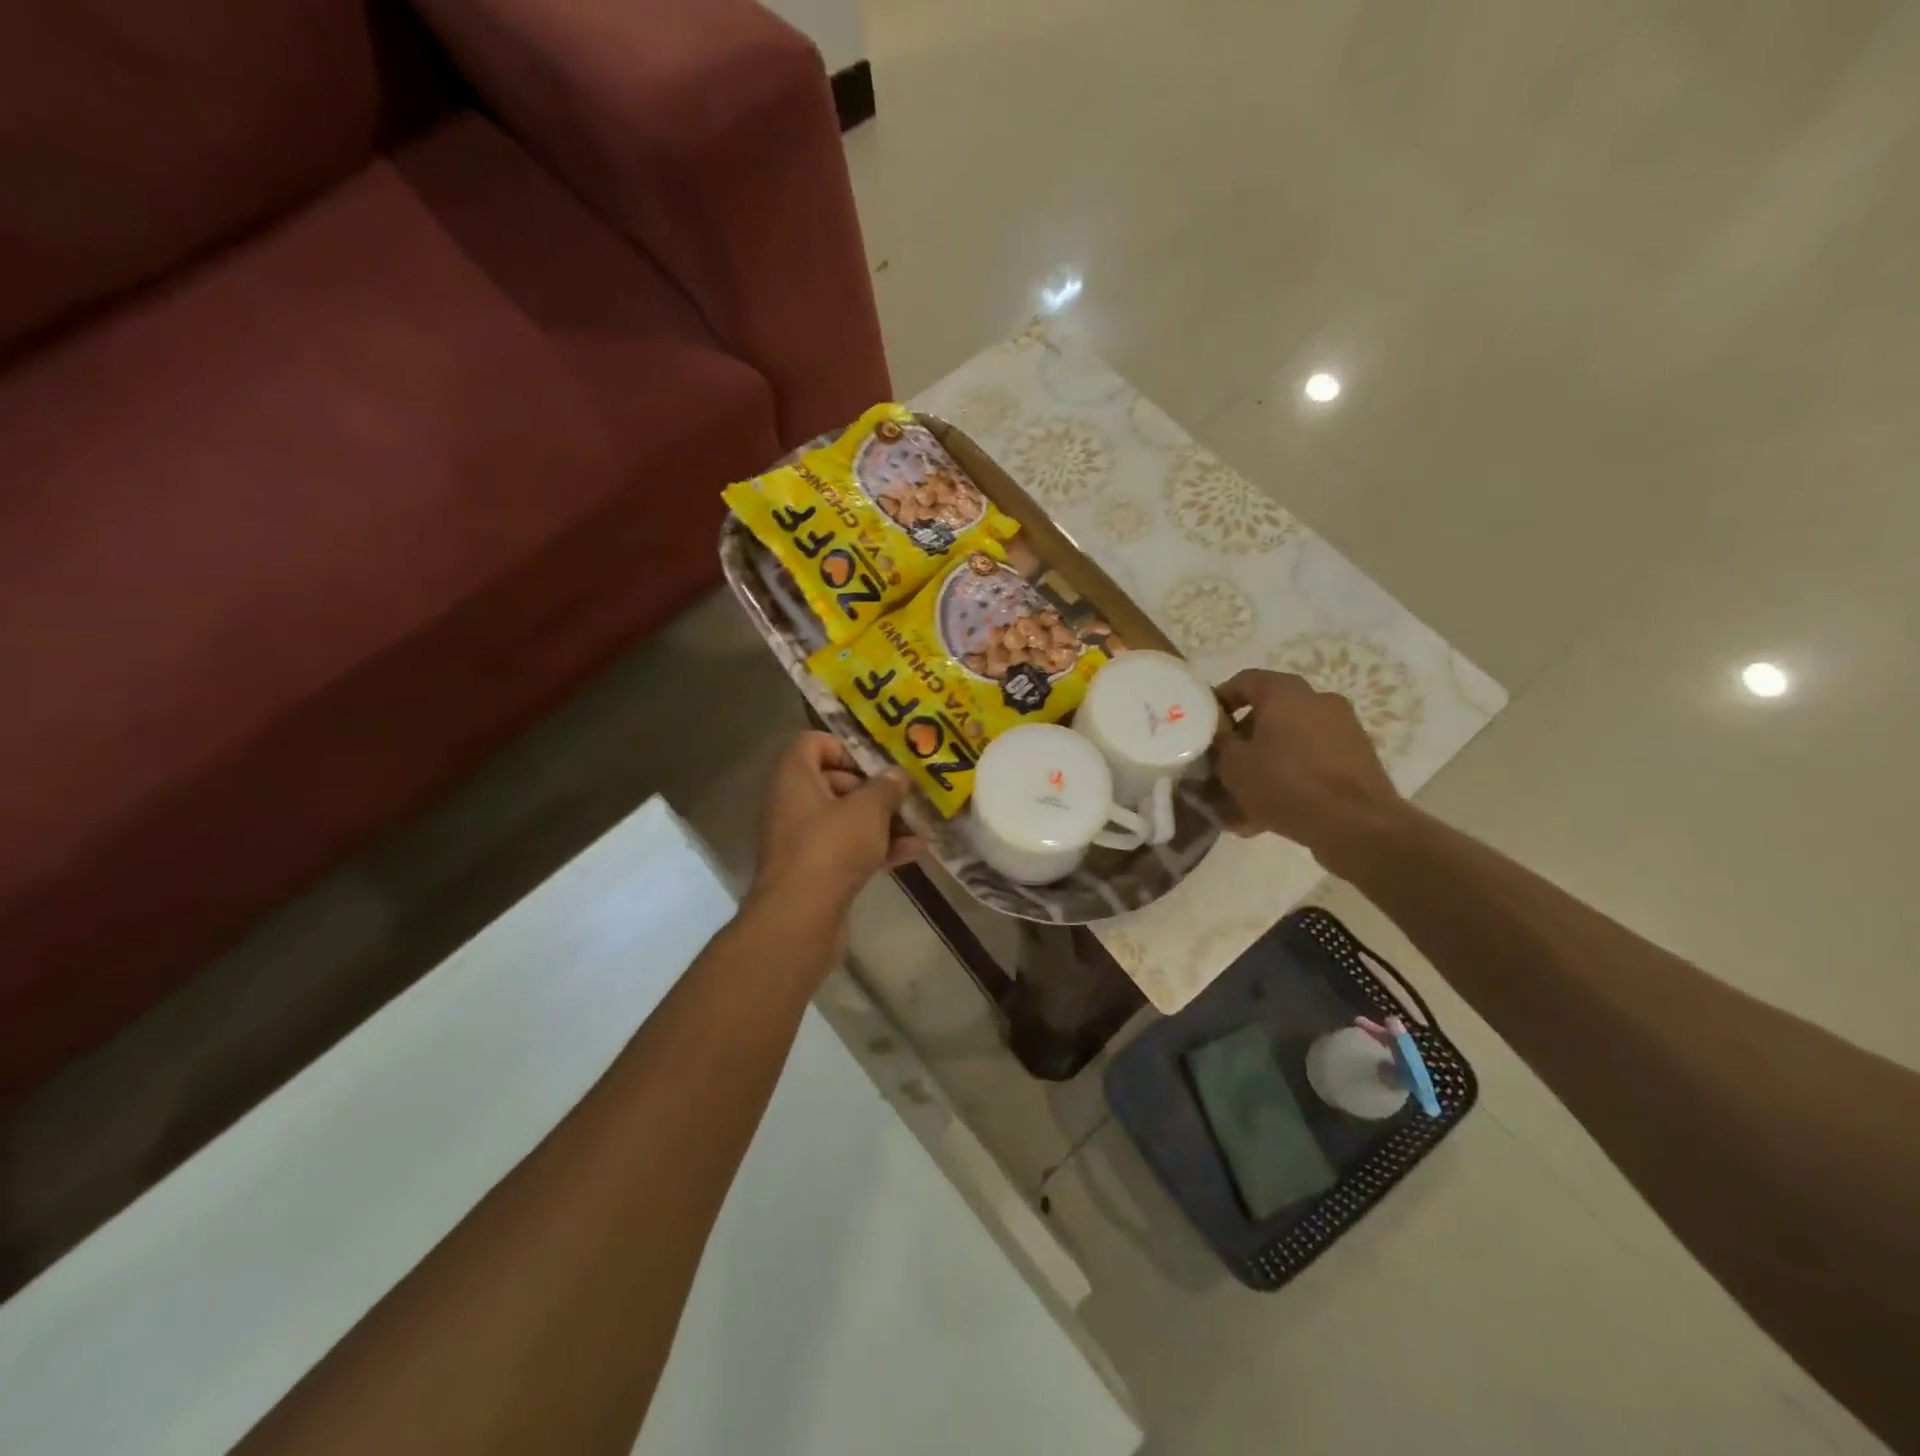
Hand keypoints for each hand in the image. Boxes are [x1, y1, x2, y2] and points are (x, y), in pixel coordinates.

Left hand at [749, 733, 922, 946]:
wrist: (801, 919)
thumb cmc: (831, 848)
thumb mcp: (868, 809)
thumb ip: (886, 786)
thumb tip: (897, 774)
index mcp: (795, 778)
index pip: (812, 743)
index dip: (845, 746)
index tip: (877, 761)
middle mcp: (794, 804)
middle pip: (834, 782)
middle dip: (873, 787)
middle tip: (905, 793)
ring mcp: (804, 841)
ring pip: (846, 819)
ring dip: (882, 820)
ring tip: (920, 822)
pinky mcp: (817, 872)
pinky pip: (850, 849)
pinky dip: (878, 848)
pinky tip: (915, 851)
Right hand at [1214, 670, 1407, 867]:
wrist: (1357, 824)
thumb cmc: (1286, 783)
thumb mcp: (1233, 765)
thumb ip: (1219, 744)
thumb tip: (1219, 737)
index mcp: (1286, 693)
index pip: (1244, 681)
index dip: (1219, 701)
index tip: (1204, 727)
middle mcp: (1318, 702)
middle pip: (1267, 715)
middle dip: (1240, 743)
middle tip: (1219, 769)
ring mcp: (1342, 731)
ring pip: (1287, 744)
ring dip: (1262, 767)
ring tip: (1238, 804)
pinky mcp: (1355, 761)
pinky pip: (1309, 764)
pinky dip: (1287, 781)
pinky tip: (1265, 817)